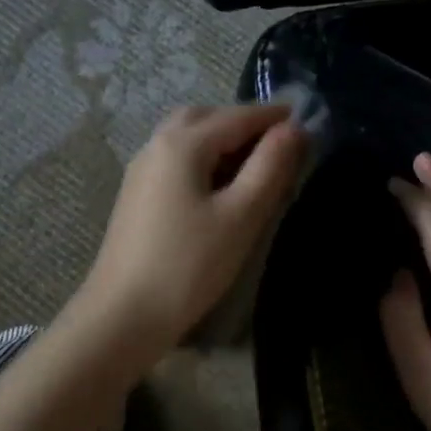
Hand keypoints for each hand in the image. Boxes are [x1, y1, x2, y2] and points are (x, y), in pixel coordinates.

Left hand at [75, 105, 306, 359]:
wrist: (123, 314)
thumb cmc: (188, 265)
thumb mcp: (241, 216)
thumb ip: (270, 167)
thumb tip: (294, 129)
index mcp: (182, 144)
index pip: (237, 116)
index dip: (274, 117)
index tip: (307, 121)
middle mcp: (156, 146)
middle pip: (205, 118)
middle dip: (243, 123)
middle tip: (277, 144)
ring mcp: (140, 171)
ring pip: (185, 138)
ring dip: (220, 140)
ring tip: (252, 166)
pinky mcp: (135, 196)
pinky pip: (174, 161)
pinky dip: (201, 159)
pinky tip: (217, 188)